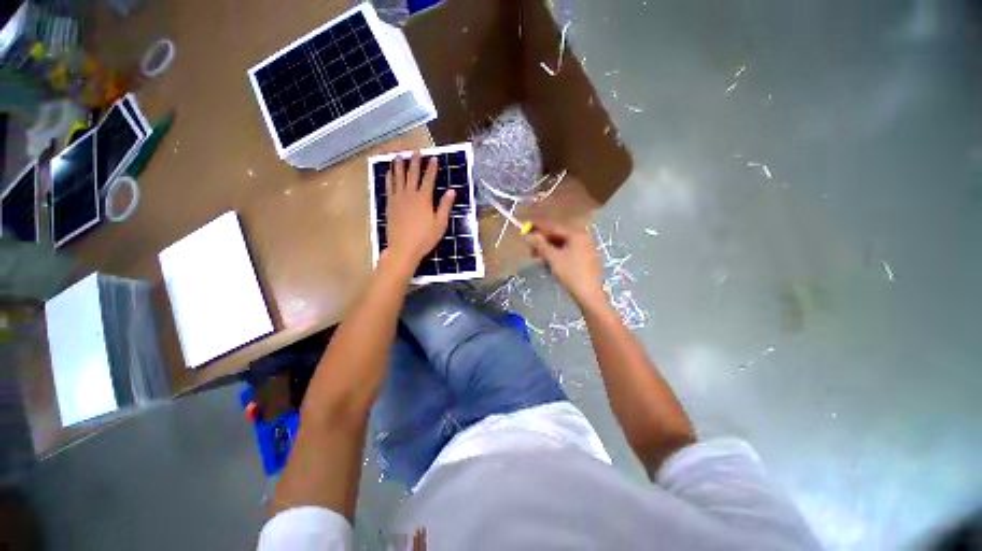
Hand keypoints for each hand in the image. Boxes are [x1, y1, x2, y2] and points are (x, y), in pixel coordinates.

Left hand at [383, 152, 454, 273]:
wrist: (403, 249)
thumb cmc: (425, 238)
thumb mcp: (440, 224)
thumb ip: (445, 206)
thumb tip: (452, 191)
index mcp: (423, 199)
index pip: (428, 179)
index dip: (432, 168)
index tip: (433, 158)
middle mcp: (409, 195)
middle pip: (412, 174)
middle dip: (415, 162)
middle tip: (415, 150)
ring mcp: (397, 199)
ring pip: (398, 178)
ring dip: (399, 166)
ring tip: (399, 155)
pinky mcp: (389, 205)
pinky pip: (388, 188)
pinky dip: (389, 179)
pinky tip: (388, 173)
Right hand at [524, 220, 606, 306]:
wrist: (589, 294)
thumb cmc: (571, 273)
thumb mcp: (553, 258)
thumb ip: (540, 244)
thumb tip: (527, 236)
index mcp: (576, 234)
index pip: (553, 227)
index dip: (538, 227)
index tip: (526, 227)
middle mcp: (583, 237)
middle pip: (558, 235)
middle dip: (543, 240)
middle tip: (529, 246)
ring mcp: (585, 248)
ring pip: (562, 244)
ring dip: (548, 247)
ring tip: (536, 255)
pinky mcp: (585, 258)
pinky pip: (568, 250)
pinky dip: (557, 253)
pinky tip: (548, 259)